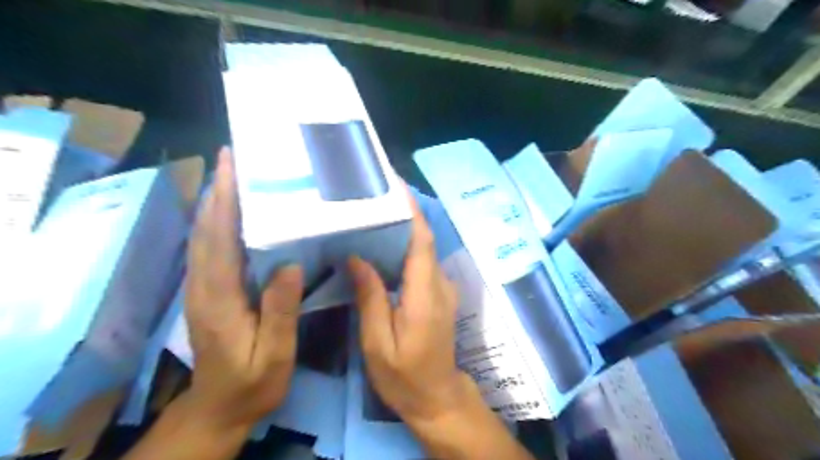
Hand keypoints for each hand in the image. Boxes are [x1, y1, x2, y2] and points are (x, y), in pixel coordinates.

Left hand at [182, 147, 304, 431]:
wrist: (220, 407)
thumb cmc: (253, 382)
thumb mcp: (274, 354)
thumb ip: (280, 312)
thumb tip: (289, 265)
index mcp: (219, 298)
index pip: (218, 240)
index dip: (223, 201)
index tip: (232, 167)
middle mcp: (203, 286)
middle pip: (206, 230)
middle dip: (217, 190)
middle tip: (234, 157)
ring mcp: (202, 288)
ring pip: (204, 236)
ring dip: (215, 202)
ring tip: (234, 174)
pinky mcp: (208, 291)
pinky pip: (210, 248)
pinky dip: (217, 222)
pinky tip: (233, 212)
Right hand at [346, 193, 535, 457]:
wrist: (437, 397)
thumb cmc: (404, 375)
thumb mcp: (377, 342)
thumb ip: (370, 297)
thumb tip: (357, 257)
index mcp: (425, 293)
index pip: (421, 240)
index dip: (411, 210)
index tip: (394, 185)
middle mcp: (439, 283)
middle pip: (422, 239)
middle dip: (402, 213)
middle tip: (372, 195)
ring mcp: (442, 288)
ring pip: (421, 249)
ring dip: (401, 229)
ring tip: (371, 214)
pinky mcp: (438, 294)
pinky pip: (420, 263)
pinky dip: (403, 248)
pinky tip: (380, 247)